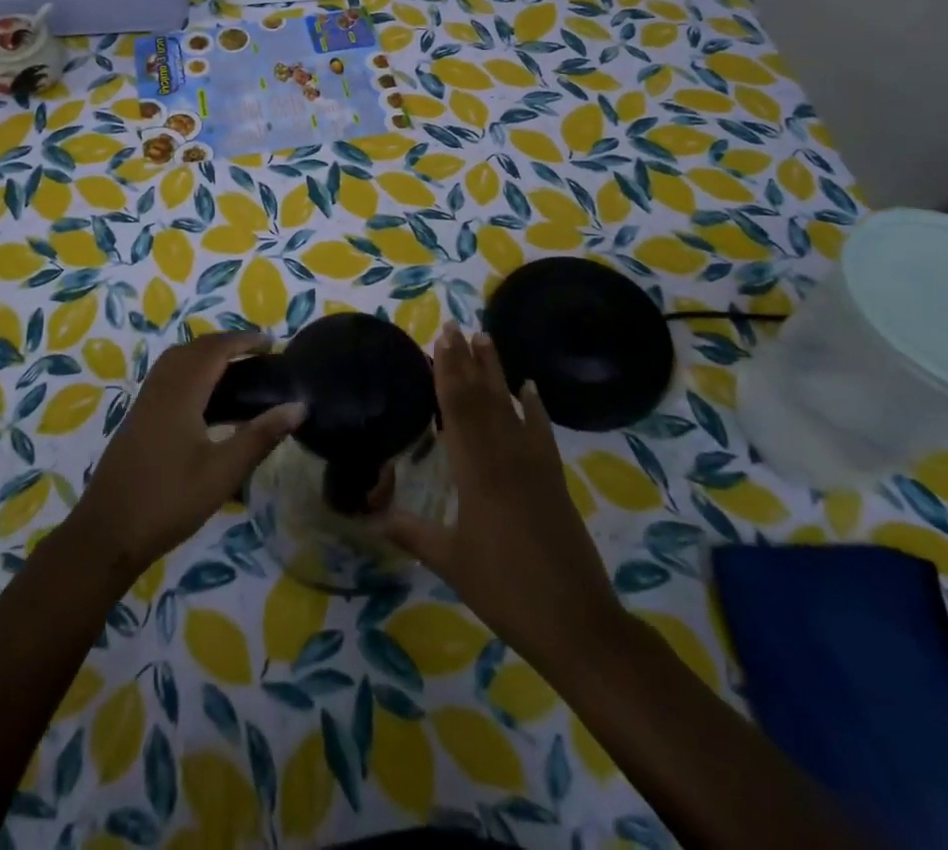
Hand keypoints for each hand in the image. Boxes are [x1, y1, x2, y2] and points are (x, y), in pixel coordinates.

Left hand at [66, 331, 305, 585]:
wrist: (107, 532)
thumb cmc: (169, 501)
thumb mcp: (223, 472)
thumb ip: (260, 436)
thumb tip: (298, 406)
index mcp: (181, 392)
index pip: (215, 349)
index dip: (243, 340)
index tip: (271, 342)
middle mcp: (160, 387)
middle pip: (194, 348)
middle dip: (226, 342)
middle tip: (257, 353)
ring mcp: (145, 401)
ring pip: (176, 359)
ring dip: (205, 353)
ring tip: (235, 367)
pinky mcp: (137, 416)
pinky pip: (167, 375)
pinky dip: (190, 369)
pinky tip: (204, 396)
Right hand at [381, 325, 623, 676]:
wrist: (576, 621)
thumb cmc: (505, 590)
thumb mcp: (451, 562)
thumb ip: (412, 533)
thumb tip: (371, 518)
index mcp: (475, 471)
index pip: (456, 409)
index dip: (446, 371)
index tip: (440, 339)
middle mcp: (504, 456)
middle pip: (482, 398)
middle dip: (466, 360)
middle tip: (455, 326)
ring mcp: (533, 465)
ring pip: (510, 406)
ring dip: (496, 372)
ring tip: (486, 339)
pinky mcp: (554, 479)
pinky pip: (541, 432)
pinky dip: (535, 408)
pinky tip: (530, 388)